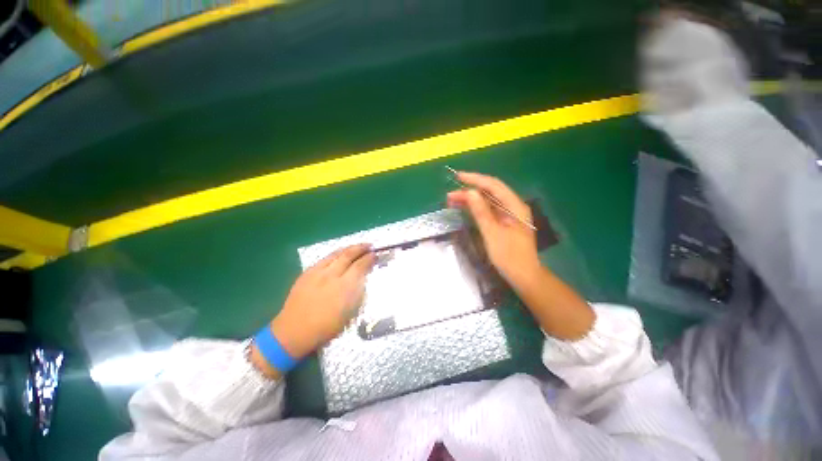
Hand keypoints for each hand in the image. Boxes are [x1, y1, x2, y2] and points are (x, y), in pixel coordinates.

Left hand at [252, 244, 374, 376]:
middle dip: (361, 248)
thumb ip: (358, 292)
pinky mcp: (307, 273)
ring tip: (356, 246)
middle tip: (369, 245)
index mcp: (344, 287)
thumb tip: (363, 277)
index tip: (375, 254)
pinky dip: (335, 254)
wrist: (293, 332)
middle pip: (348, 255)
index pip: (360, 266)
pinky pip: (324, 258)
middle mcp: (331, 275)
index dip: (369, 258)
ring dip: (348, 248)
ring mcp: (317, 272)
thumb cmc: (326, 328)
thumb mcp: (349, 313)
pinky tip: (338, 255)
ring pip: (336, 254)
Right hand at [447, 171, 540, 289]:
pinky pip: (487, 211)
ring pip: (487, 201)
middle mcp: (513, 207)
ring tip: (452, 200)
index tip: (458, 177)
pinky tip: (463, 208)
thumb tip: (470, 192)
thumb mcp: (492, 233)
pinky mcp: (503, 222)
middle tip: (450, 194)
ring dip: (470, 200)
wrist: (523, 276)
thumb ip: (481, 212)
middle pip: (490, 192)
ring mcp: (508, 215)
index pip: (494, 186)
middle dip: (470, 191)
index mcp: (515, 206)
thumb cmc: (509, 256)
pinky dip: (475, 209)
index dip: (476, 179)